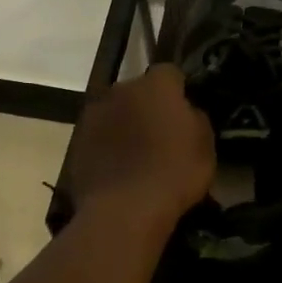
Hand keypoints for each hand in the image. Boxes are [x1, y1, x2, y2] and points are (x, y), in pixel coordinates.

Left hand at [66, 65, 214, 227]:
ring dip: (124, 124)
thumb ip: (195, 117)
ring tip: (136, 155)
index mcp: (155, 85)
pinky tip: (117, 170)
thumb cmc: (174, 173)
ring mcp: (94, 115)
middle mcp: (120, 90)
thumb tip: (185, 112)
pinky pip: (98, 136)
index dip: (178, 90)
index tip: (184, 111)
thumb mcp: (205, 145)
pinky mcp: (76, 141)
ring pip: (115, 112)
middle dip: (148, 106)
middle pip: (138, 91)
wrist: (125, 210)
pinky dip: (107, 146)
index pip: (170, 73)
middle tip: (160, 134)